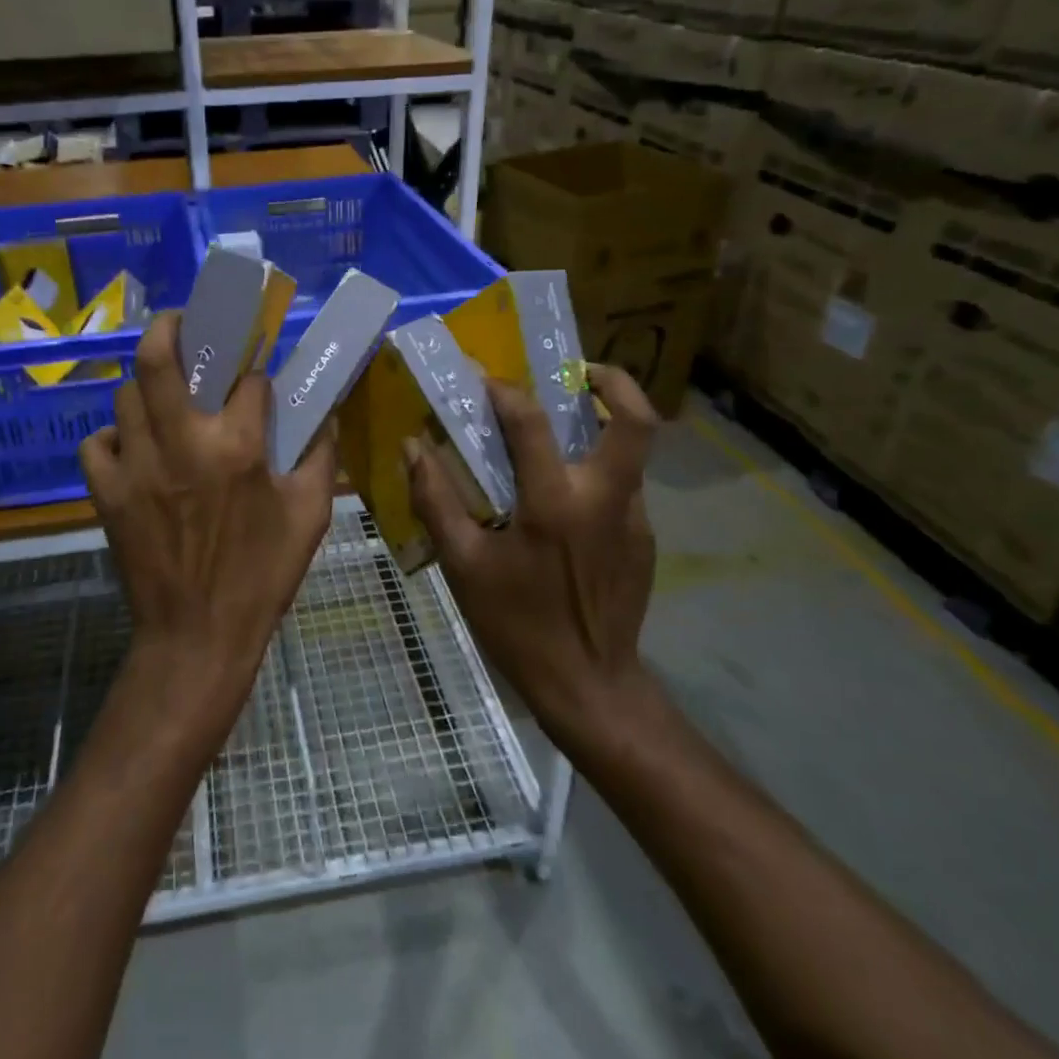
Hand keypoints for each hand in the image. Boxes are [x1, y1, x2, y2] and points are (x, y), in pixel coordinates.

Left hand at [80, 312, 338, 734]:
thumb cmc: (261, 576)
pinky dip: (113, 438)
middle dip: (170, 326)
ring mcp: (136, 467)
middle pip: (158, 359)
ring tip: (163, 398)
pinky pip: (96, 444)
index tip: (257, 378)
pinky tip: (133, 450)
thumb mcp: (311, 517)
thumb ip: (322, 457)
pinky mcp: (106, 493)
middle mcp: (181, 444)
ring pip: (125, 396)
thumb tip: (325, 414)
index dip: (255, 373)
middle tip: (181, 322)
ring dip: (146, 389)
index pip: (247, 379)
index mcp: (238, 448)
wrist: (197, 637)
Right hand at [405, 365, 658, 742]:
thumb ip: (436, 500)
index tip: (486, 379)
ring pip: (633, 452)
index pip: (533, 423)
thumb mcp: (463, 565)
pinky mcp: (645, 540)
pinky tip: (565, 497)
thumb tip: (413, 447)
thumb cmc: (517, 624)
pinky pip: (624, 487)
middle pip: (636, 421)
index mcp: (554, 504)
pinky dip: (598, 472)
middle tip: (580, 372)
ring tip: (564, 432)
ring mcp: (635, 519)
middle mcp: (605, 499)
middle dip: (615, 381)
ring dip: (604, 428)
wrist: (589, 686)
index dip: (506, 392)